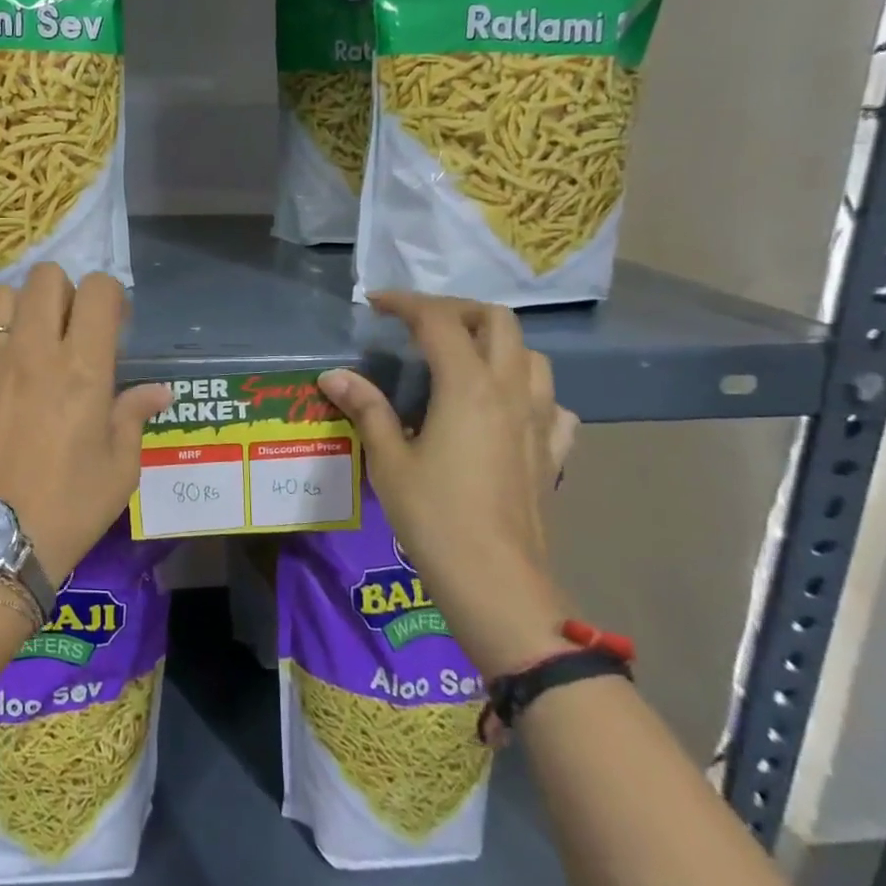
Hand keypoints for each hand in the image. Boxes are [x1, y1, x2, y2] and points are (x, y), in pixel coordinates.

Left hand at [0, 264, 171, 587]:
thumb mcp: (120, 469)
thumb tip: (158, 391)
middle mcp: (32, 351)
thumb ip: (134, 416)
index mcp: (83, 368)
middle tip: (70, 330)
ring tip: (27, 342)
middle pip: (46, 277)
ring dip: (20, 308)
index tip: (114, 326)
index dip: (111, 298)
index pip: (98, 290)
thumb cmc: (68, 509)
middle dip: (65, 292)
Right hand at [318, 293, 577, 677]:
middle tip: (420, 324)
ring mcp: (539, 421)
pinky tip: (507, 409)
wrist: (496, 582)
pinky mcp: (551, 453)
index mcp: (468, 386)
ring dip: (497, 344)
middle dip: (457, 310)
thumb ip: (367, 409)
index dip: (406, 303)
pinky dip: (529, 392)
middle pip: (497, 321)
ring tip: (462, 359)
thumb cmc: (434, 516)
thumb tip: (334, 376)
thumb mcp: (389, 459)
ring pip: (532, 356)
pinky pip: (552, 405)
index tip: (375, 303)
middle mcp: (510, 391)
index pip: (439, 320)